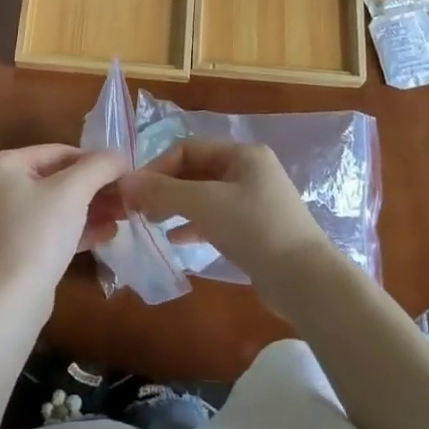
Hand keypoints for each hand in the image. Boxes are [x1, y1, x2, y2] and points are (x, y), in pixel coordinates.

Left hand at [0, 144, 128, 305]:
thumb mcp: (74, 191)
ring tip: (121, 216)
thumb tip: (118, 157)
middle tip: (124, 197)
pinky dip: (70, 229)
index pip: (56, 152)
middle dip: (92, 190)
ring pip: (50, 206)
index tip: (123, 173)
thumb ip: (99, 166)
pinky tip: (105, 235)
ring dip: (87, 209)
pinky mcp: (4, 248)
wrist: (9, 301)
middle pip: (53, 180)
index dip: (93, 161)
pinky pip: (42, 228)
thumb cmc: (38, 233)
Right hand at [119, 140, 345, 312]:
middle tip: (139, 209)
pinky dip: (195, 225)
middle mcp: (249, 171)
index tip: (134, 192)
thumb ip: (162, 191)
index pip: (188, 149)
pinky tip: (176, 240)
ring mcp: (255, 201)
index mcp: (242, 154)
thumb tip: (124, 182)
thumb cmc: (254, 228)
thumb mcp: (204, 204)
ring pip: (205, 196)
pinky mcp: (256, 229)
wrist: (304, 279)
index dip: (157, 167)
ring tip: (153, 223)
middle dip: (165, 188)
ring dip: (177, 206)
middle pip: (196, 171)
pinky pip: (217, 218)